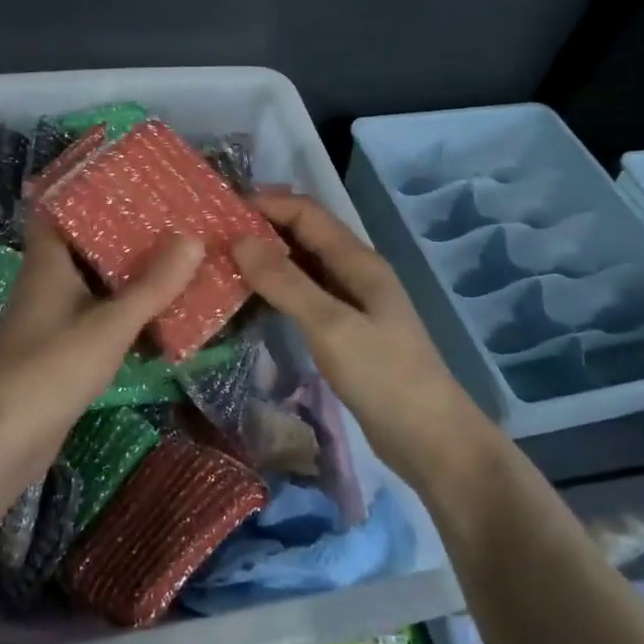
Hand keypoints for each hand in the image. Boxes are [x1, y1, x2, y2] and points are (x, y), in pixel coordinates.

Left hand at [0, 214, 205, 480]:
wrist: (2, 441)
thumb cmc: (50, 368)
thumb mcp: (109, 324)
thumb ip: (152, 286)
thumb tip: (192, 238)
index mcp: (48, 261)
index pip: (58, 208)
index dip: (88, 189)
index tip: (130, 176)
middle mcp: (47, 282)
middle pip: (85, 244)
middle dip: (124, 232)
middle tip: (171, 215)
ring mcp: (52, 317)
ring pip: (94, 283)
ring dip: (128, 273)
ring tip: (176, 255)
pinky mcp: (61, 350)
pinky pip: (98, 317)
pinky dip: (124, 311)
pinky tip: (160, 311)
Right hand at [232, 191, 475, 478]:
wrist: (430, 439)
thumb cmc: (384, 376)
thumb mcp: (330, 326)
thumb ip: (285, 283)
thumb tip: (239, 240)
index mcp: (357, 261)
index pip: (306, 213)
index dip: (266, 205)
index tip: (220, 212)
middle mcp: (354, 272)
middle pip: (304, 235)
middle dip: (262, 229)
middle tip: (213, 237)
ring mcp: (351, 302)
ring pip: (302, 266)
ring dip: (266, 260)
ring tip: (222, 264)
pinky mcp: (344, 330)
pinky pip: (304, 296)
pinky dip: (276, 290)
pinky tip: (249, 301)